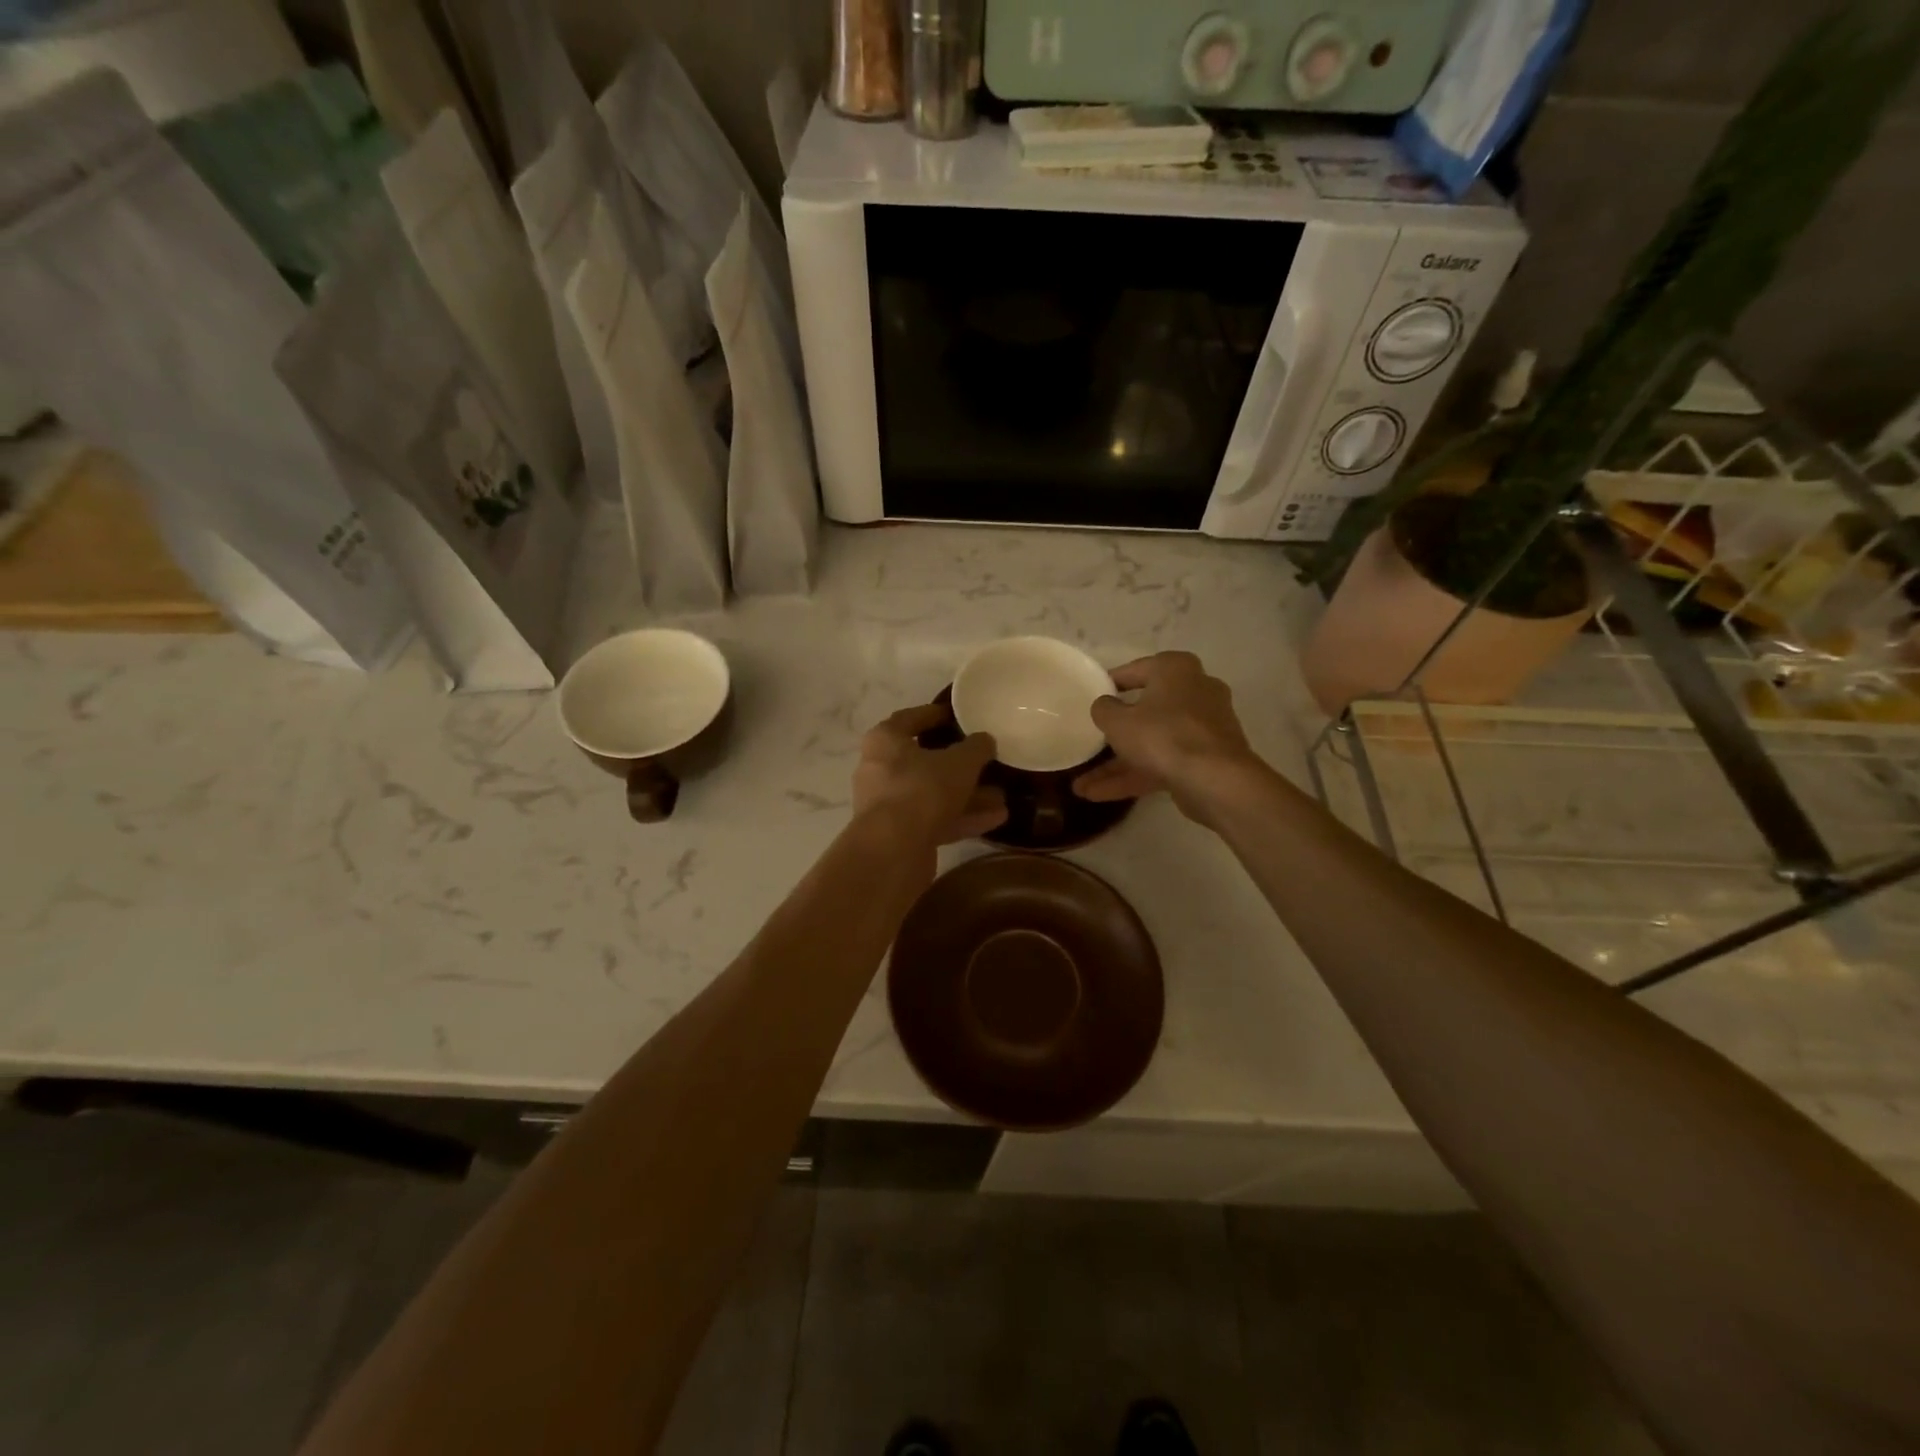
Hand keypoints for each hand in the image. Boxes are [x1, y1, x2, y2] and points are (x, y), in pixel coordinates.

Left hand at [851, 705, 1006, 845]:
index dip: (935, 714)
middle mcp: (879, 769)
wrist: (894, 849)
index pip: (910, 718)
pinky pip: (934, 820)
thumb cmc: (922, 789)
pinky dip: (962, 818)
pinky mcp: (898, 835)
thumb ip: (976, 747)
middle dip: (958, 764)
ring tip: (1001, 796)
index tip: (958, 715)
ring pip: (932, 794)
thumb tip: (985, 740)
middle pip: (923, 761)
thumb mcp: (960, 762)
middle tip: (985, 761)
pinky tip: (995, 819)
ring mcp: (887, 805)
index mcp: (885, 740)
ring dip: (966, 795)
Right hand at [1073, 652, 1258, 822]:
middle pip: (1145, 710)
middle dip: (1114, 734)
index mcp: (1175, 669)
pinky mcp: (1205, 758)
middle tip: (1090, 741)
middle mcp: (1194, 691)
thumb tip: (1105, 705)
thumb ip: (1104, 709)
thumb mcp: (1118, 721)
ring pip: (1152, 742)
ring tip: (1082, 786)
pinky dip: (1135, 776)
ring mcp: (1203, 728)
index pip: (1135, 670)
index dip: (1109, 684)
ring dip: (1118, 765)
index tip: (1090, 696)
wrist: (1215, 780)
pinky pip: (1164, 762)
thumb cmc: (1163, 735)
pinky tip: (1100, 795)